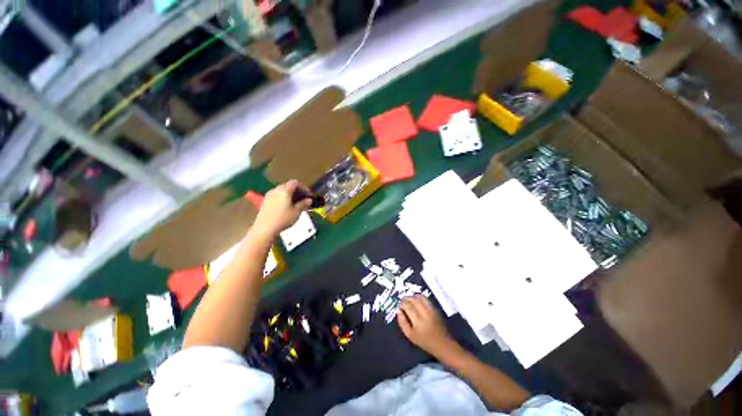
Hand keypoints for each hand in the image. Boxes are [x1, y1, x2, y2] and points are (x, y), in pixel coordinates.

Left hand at [252, 180, 311, 236]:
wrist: (265, 228)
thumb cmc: (283, 219)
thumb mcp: (296, 212)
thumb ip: (303, 204)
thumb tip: (309, 200)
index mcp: (285, 191)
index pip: (295, 183)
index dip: (303, 187)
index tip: (308, 195)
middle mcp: (276, 190)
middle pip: (288, 185)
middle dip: (296, 191)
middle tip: (302, 199)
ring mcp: (269, 195)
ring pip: (281, 190)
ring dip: (289, 194)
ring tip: (295, 204)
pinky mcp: (265, 201)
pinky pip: (276, 195)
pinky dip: (283, 198)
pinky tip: (285, 207)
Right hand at [397, 296, 454, 356]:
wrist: (442, 343)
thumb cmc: (424, 341)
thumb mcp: (410, 335)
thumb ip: (402, 322)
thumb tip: (398, 310)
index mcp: (418, 321)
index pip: (407, 306)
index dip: (401, 304)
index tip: (399, 306)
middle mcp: (425, 313)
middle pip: (413, 299)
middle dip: (406, 298)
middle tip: (402, 302)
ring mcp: (431, 309)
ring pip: (419, 297)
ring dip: (412, 296)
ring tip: (409, 300)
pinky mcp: (435, 308)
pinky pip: (425, 298)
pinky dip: (419, 297)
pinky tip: (417, 301)